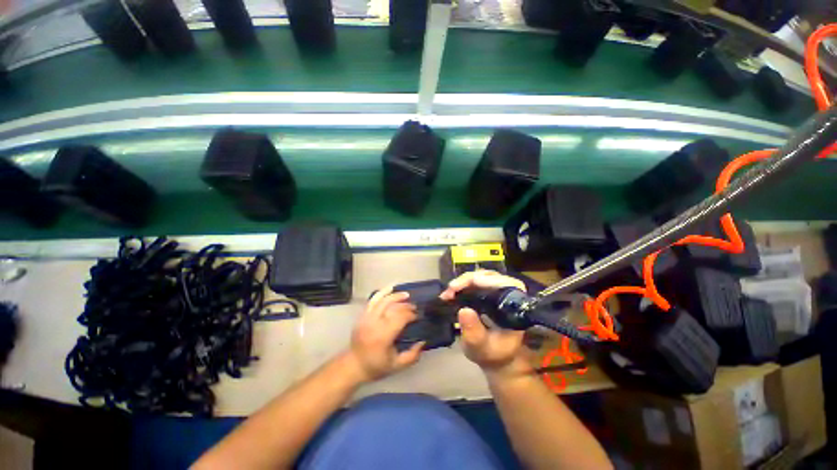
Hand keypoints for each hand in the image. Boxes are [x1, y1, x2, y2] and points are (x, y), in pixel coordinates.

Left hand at [348, 286, 423, 382]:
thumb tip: (423, 341)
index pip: (399, 318)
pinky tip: (390, 288)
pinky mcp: (362, 315)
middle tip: (414, 307)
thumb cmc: (376, 366)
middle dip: (406, 305)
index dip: (410, 315)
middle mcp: (374, 324)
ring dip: (395, 295)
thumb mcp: (397, 366)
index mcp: (383, 337)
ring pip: (382, 300)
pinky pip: (372, 300)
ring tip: (406, 295)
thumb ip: (412, 356)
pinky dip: (382, 292)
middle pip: (392, 307)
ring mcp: (366, 318)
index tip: (417, 316)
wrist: (353, 365)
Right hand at [440, 271, 532, 377]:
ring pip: (481, 277)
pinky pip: (474, 282)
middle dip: (470, 279)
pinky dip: (462, 285)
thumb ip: (474, 333)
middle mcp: (508, 295)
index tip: (473, 282)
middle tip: (452, 288)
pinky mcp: (486, 292)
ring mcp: (496, 292)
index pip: (508, 284)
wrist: (493, 358)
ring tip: (449, 291)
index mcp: (514, 307)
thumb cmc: (492, 354)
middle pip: (491, 277)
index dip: (491, 280)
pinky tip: (451, 292)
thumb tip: (464, 310)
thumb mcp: (481, 347)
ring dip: (464, 281)